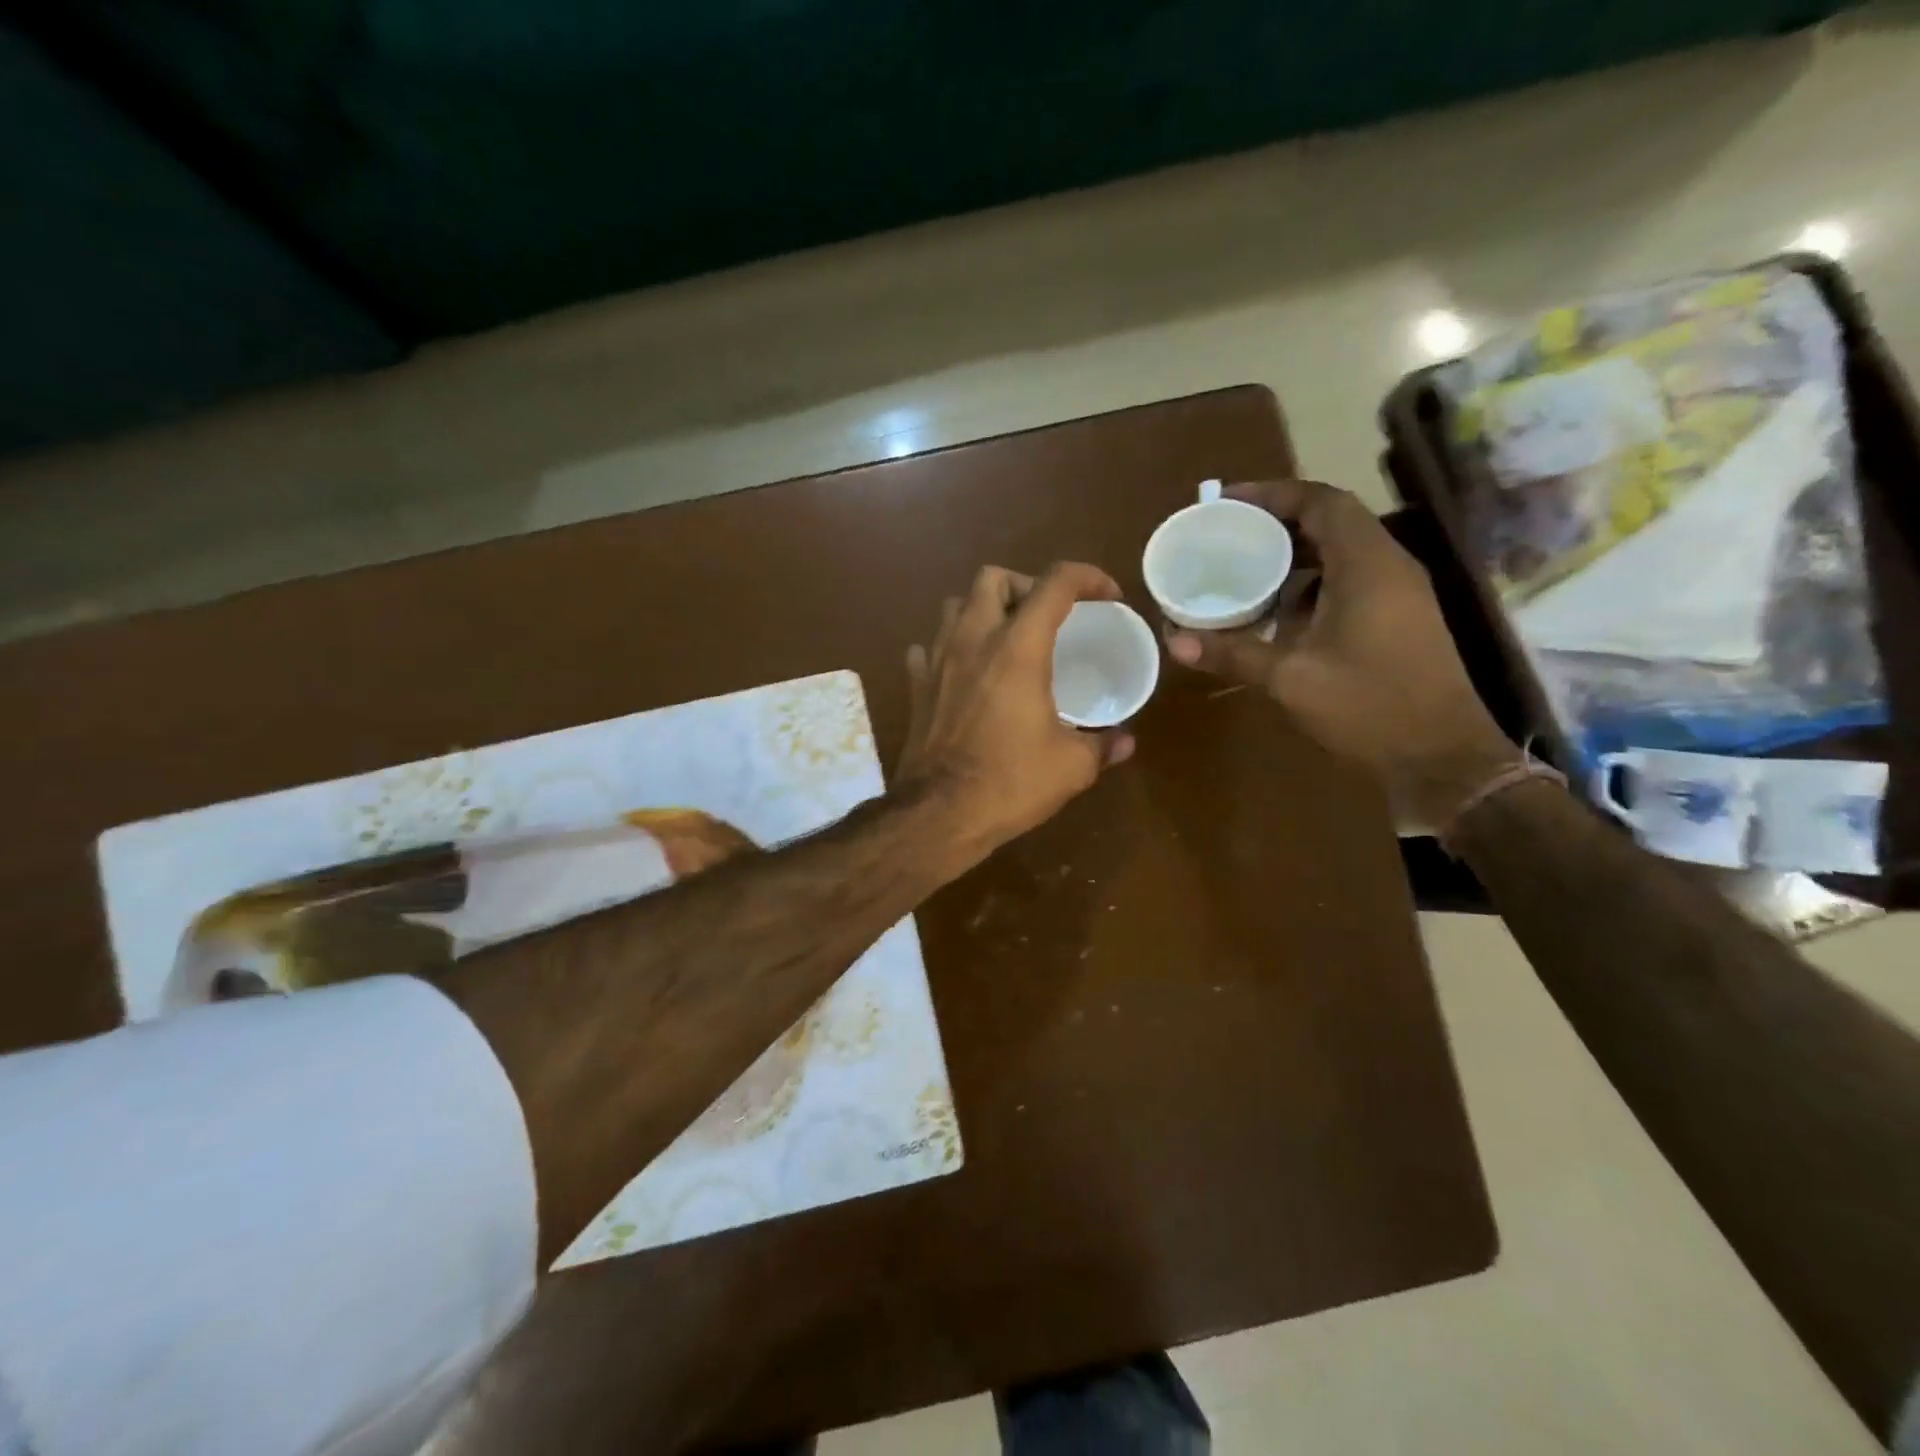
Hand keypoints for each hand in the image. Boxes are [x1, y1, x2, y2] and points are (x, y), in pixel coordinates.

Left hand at [898, 562, 1136, 851]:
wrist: (939, 814)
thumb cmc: (1010, 783)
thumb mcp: (1072, 767)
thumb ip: (1102, 745)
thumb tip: (1125, 740)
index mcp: (1018, 648)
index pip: (1055, 583)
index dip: (1088, 577)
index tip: (1108, 597)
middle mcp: (973, 640)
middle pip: (992, 577)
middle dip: (1025, 585)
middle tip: (1046, 617)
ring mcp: (937, 660)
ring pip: (954, 604)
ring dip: (983, 610)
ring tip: (1005, 639)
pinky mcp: (916, 686)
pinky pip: (927, 647)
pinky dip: (948, 647)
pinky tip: (963, 671)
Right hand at [1164, 480, 1516, 827]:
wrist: (1442, 758)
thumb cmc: (1370, 707)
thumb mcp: (1292, 678)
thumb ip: (1233, 653)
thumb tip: (1174, 641)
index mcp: (1367, 565)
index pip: (1321, 501)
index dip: (1273, 494)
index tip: (1226, 502)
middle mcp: (1388, 567)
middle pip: (1331, 521)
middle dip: (1278, 522)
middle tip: (1227, 535)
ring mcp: (1399, 594)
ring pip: (1341, 553)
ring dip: (1294, 555)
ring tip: (1244, 569)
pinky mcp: (1399, 620)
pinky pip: (1350, 582)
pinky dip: (1310, 585)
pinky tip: (1277, 614)